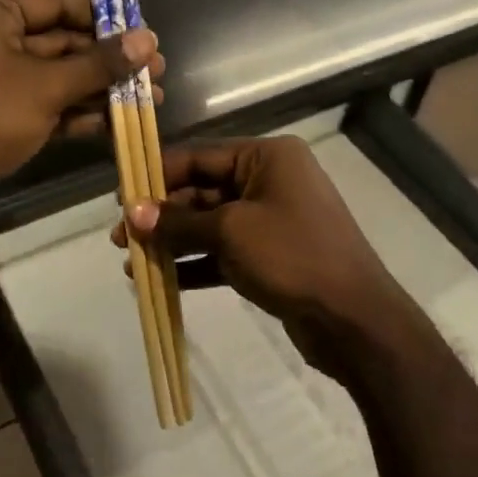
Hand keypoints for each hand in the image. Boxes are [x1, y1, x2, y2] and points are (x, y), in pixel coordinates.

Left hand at [0, 0, 163, 233]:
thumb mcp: (46, 87)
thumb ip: (99, 63)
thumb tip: (149, 39)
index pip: (59, 3)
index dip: (106, 18)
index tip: (146, 35)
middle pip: (63, 41)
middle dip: (110, 60)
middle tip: (157, 72)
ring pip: (58, 75)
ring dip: (101, 88)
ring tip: (151, 99)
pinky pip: (46, 101)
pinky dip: (78, 110)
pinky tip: (118, 122)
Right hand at [112, 136, 417, 382]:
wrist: (356, 320)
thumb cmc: (293, 256)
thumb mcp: (231, 232)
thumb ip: (179, 221)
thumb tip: (132, 212)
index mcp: (266, 157)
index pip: (200, 156)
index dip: (158, 175)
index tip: (121, 197)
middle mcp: (269, 180)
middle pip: (203, 190)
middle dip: (162, 215)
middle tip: (121, 238)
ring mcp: (272, 219)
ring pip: (211, 223)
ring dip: (174, 241)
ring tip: (133, 262)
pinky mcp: (272, 255)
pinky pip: (225, 251)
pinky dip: (196, 263)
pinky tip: (162, 280)